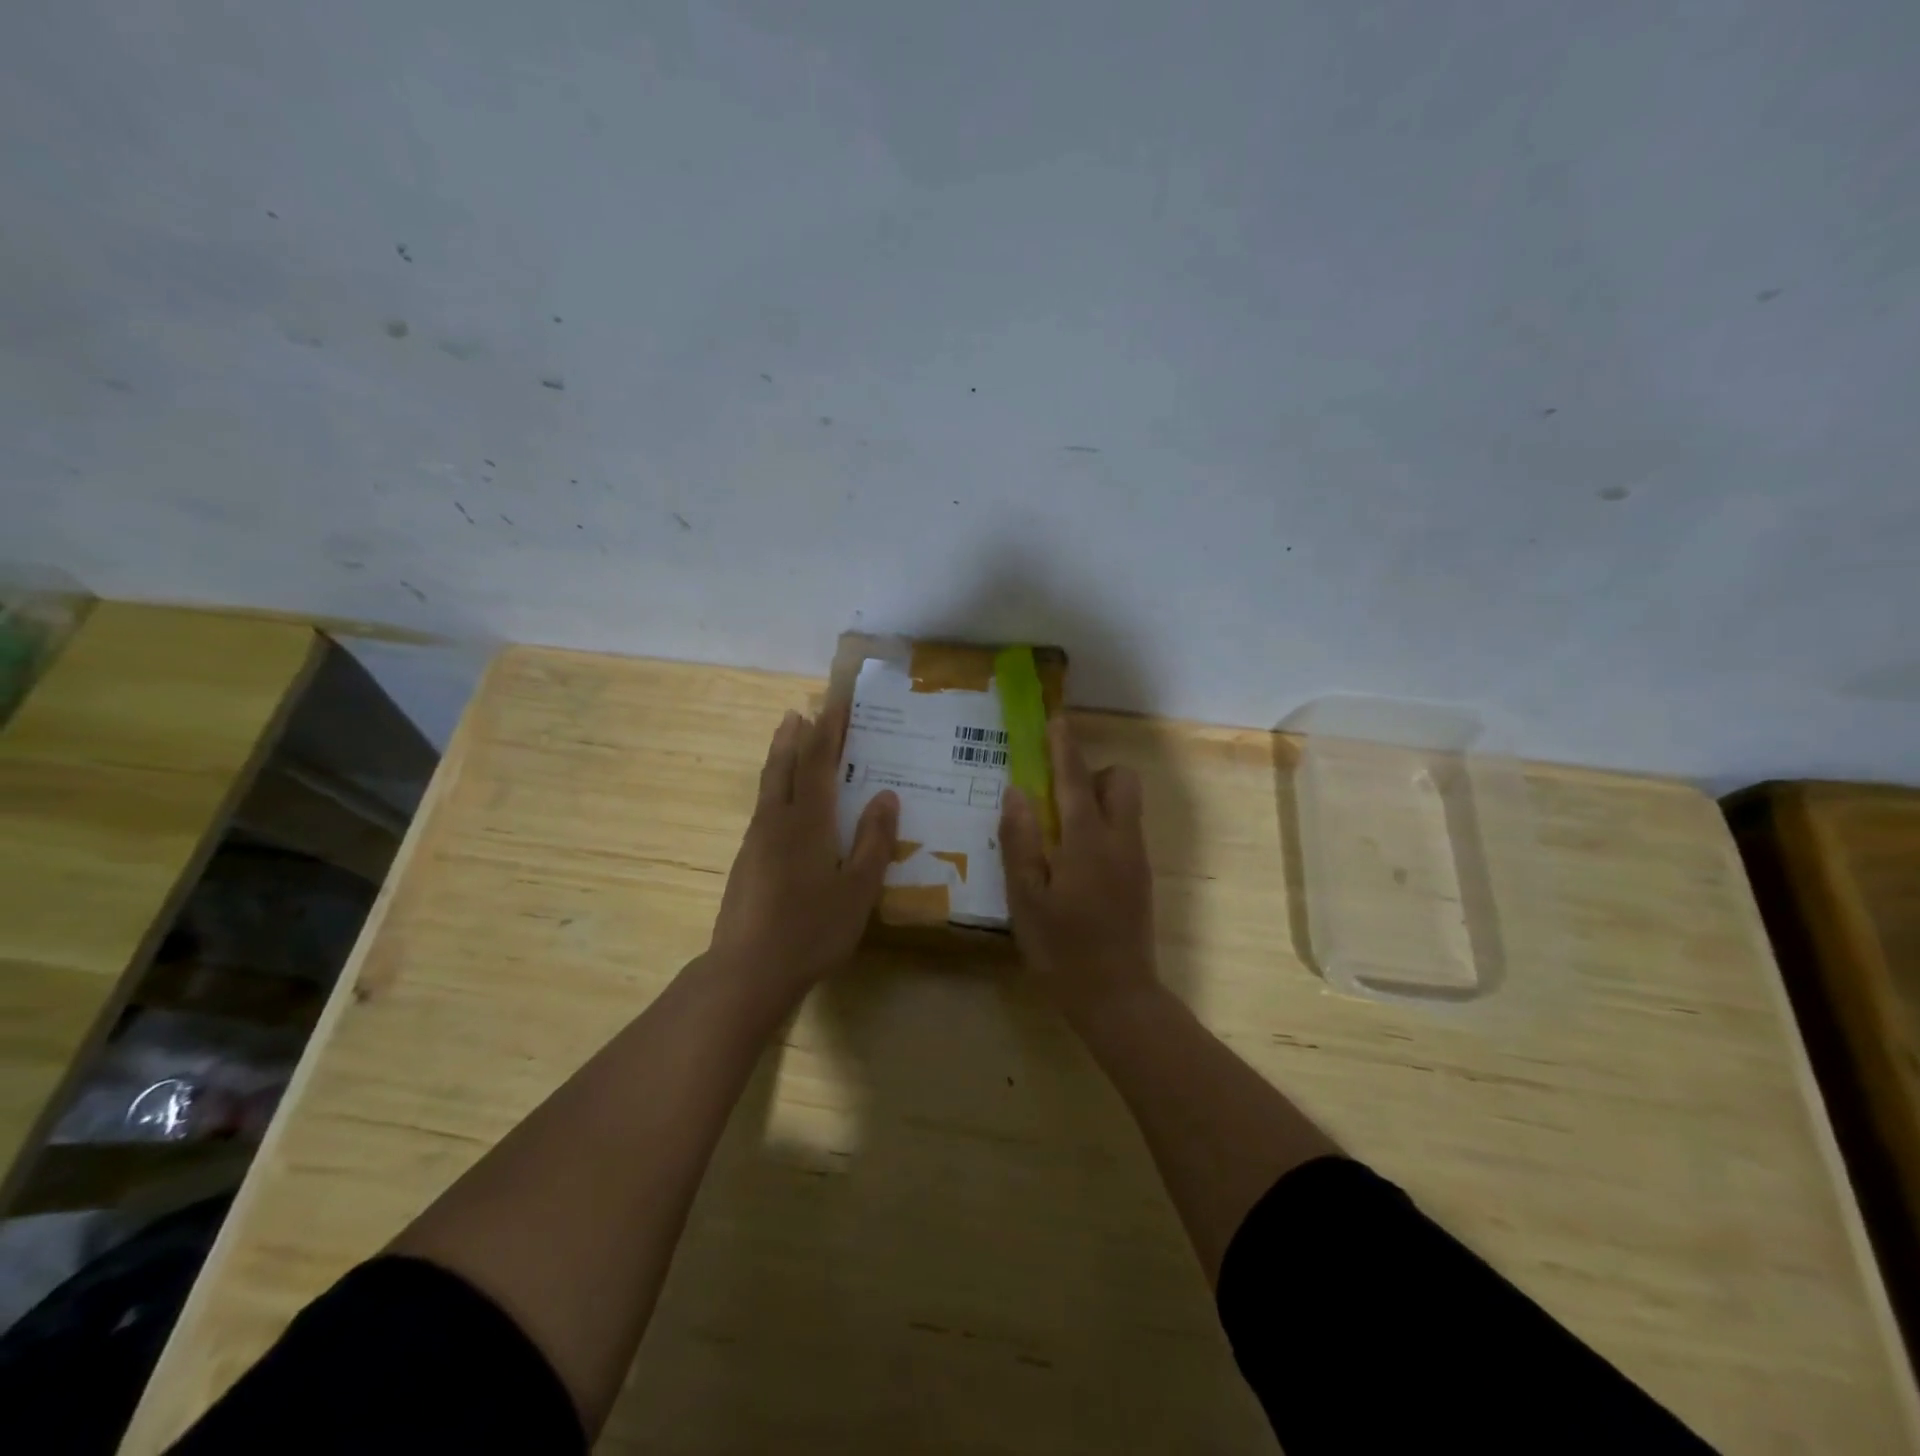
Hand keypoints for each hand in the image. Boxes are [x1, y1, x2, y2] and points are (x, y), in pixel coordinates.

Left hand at [709, 706, 898, 1003]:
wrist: (748, 971)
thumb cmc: (812, 930)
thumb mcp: (858, 889)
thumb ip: (874, 840)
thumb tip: (886, 795)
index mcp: (808, 822)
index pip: (818, 762)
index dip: (828, 730)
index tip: (835, 703)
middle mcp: (777, 821)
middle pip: (783, 766)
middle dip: (794, 737)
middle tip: (800, 712)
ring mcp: (756, 842)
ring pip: (768, 787)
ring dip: (780, 759)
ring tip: (789, 743)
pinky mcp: (746, 863)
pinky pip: (764, 810)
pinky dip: (776, 790)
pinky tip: (783, 807)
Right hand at [999, 716, 1158, 1024]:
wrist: (1119, 998)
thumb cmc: (1063, 950)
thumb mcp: (1026, 899)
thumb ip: (1020, 842)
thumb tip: (1016, 792)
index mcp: (1087, 840)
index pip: (1075, 779)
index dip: (1063, 746)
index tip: (1055, 720)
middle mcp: (1120, 840)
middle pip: (1121, 781)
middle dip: (1093, 773)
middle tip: (1057, 798)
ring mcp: (1136, 860)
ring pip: (1127, 806)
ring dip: (1099, 800)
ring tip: (1060, 833)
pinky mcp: (1142, 879)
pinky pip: (1126, 832)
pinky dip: (1104, 827)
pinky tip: (1075, 863)